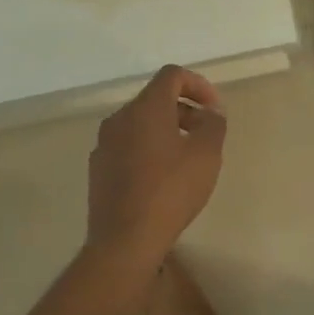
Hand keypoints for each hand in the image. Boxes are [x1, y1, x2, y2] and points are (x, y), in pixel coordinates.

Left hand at [86, 66, 226, 258]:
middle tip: (206, 135)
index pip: (172, 75)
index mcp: (145, 108)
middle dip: (185, 110)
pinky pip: (127, 146)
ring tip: (187, 158)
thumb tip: (211, 111)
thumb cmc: (170, 191)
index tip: (215, 110)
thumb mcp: (206, 155)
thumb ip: (213, 124)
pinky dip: (148, 149)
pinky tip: (161, 179)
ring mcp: (104, 143)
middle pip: (155, 99)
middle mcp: (120, 118)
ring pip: (140, 123)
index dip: (198, 85)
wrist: (124, 239)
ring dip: (167, 130)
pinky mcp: (98, 168)